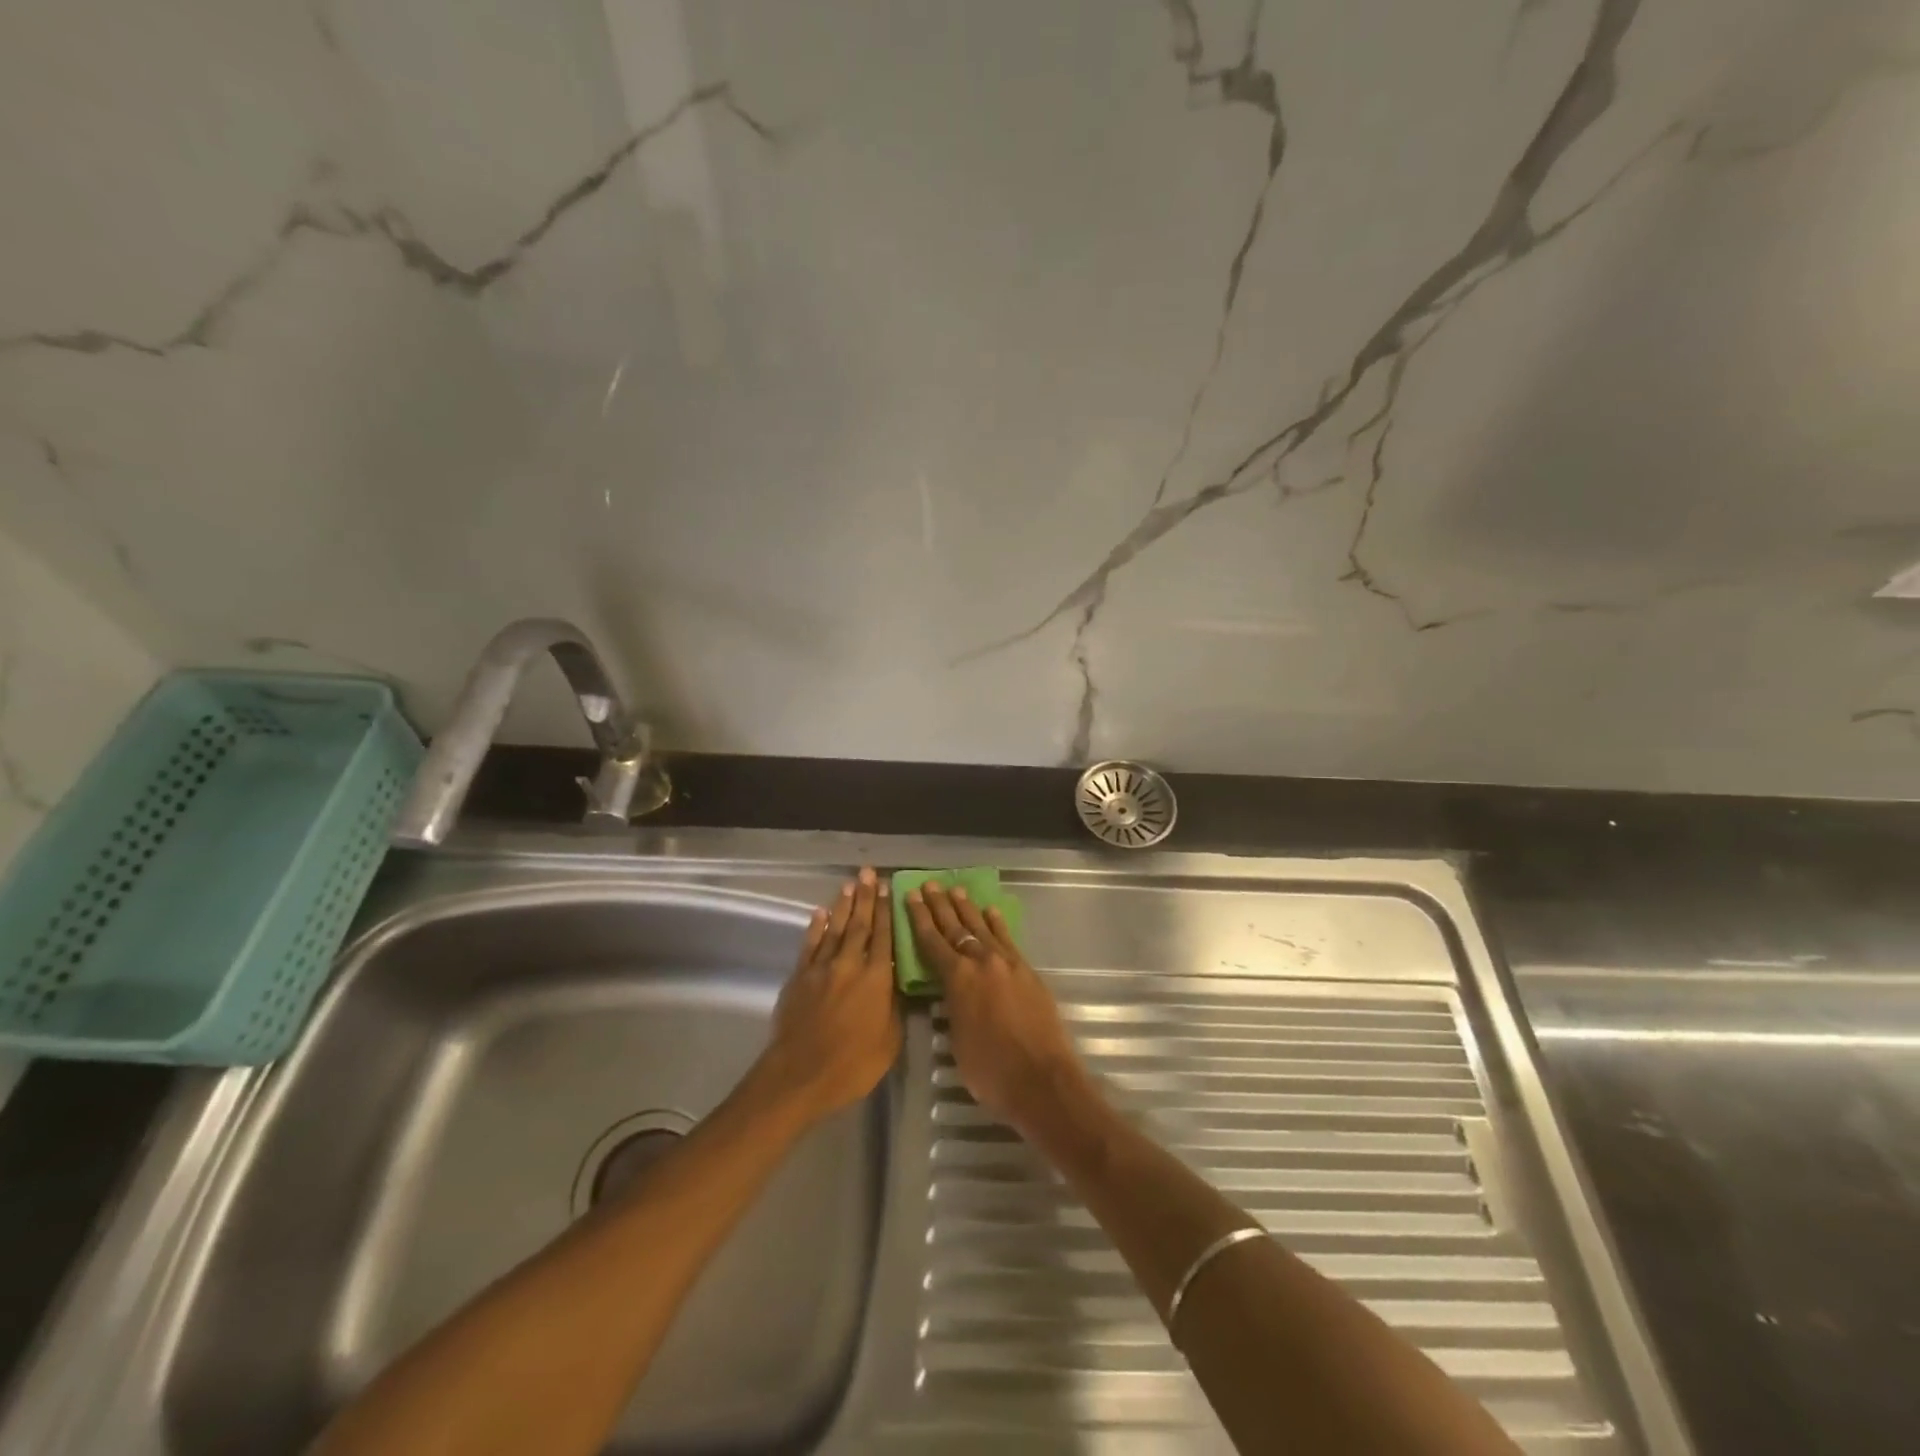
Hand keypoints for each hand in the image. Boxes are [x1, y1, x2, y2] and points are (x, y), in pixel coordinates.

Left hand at [751, 867, 901, 1124]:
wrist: (799, 1075)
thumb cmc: (852, 1065)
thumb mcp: (890, 1041)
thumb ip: (895, 1008)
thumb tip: (897, 986)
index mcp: (877, 978)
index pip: (884, 935)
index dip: (887, 910)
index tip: (889, 888)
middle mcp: (850, 964)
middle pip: (859, 924)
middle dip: (866, 897)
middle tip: (869, 873)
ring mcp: (822, 968)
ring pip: (834, 928)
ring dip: (843, 905)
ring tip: (849, 884)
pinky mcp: (799, 977)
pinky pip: (810, 945)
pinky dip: (815, 928)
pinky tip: (820, 913)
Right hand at [903, 883, 1095, 1139]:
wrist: (1041, 1078)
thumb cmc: (990, 1070)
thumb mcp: (957, 1040)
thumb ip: (952, 1008)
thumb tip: (953, 994)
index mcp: (957, 979)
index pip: (932, 941)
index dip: (919, 918)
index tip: (911, 896)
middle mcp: (980, 962)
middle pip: (956, 928)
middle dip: (940, 906)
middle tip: (930, 884)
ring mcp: (1007, 963)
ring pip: (982, 928)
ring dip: (967, 909)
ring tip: (956, 890)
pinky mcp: (1027, 970)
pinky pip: (1007, 940)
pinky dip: (997, 924)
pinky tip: (991, 912)